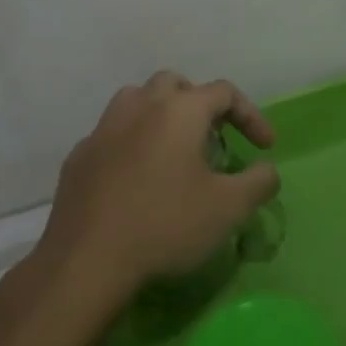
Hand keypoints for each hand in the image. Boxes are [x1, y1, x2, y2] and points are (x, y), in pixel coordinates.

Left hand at [40, 71, 279, 301]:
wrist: (87, 260)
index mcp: (180, 110)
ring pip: (136, 101)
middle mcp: (140, 106)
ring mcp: (104, 128)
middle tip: (212, 137)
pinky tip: (135, 179)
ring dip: (159, 115)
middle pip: (175, 85)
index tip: (263, 147)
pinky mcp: (79, 156)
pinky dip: (130, 144)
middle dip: (199, 104)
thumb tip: (266, 169)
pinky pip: (112, 135)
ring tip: (172, 150)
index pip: (224, 92)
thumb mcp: (229, 208)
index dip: (250, 115)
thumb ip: (258, 182)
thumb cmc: (166, 225)